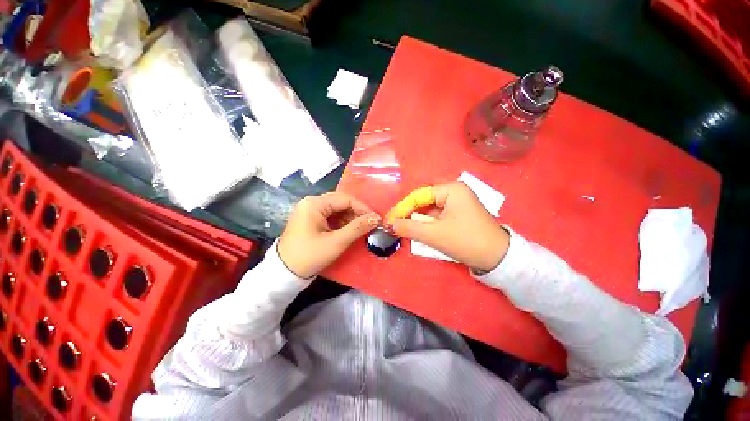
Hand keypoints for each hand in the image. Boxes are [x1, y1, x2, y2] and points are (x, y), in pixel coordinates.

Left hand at [278, 192, 380, 277]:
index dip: (362, 208)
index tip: (375, 219)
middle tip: (370, 224)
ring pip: (336, 210)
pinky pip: (330, 216)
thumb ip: (357, 228)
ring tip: (361, 229)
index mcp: (314, 204)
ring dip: (350, 218)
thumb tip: (376, 218)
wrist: (283, 274)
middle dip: (356, 213)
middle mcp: (311, 203)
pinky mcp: (310, 220)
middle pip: (341, 202)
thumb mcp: (336, 242)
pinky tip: (349, 231)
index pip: (345, 199)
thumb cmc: (309, 256)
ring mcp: (309, 211)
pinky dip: (341, 223)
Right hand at [390, 182, 509, 271]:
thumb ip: (409, 227)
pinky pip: (438, 217)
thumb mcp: (434, 234)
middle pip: (424, 201)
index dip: (402, 207)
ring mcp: (459, 203)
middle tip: (395, 225)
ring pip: (431, 210)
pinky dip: (428, 224)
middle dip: (410, 214)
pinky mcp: (460, 215)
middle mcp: (455, 192)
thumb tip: (389, 224)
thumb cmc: (466, 241)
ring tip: (404, 229)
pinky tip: (419, 231)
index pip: (419, 195)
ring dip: (418, 220)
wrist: (499, 258)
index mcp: (451, 190)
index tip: (389, 219)